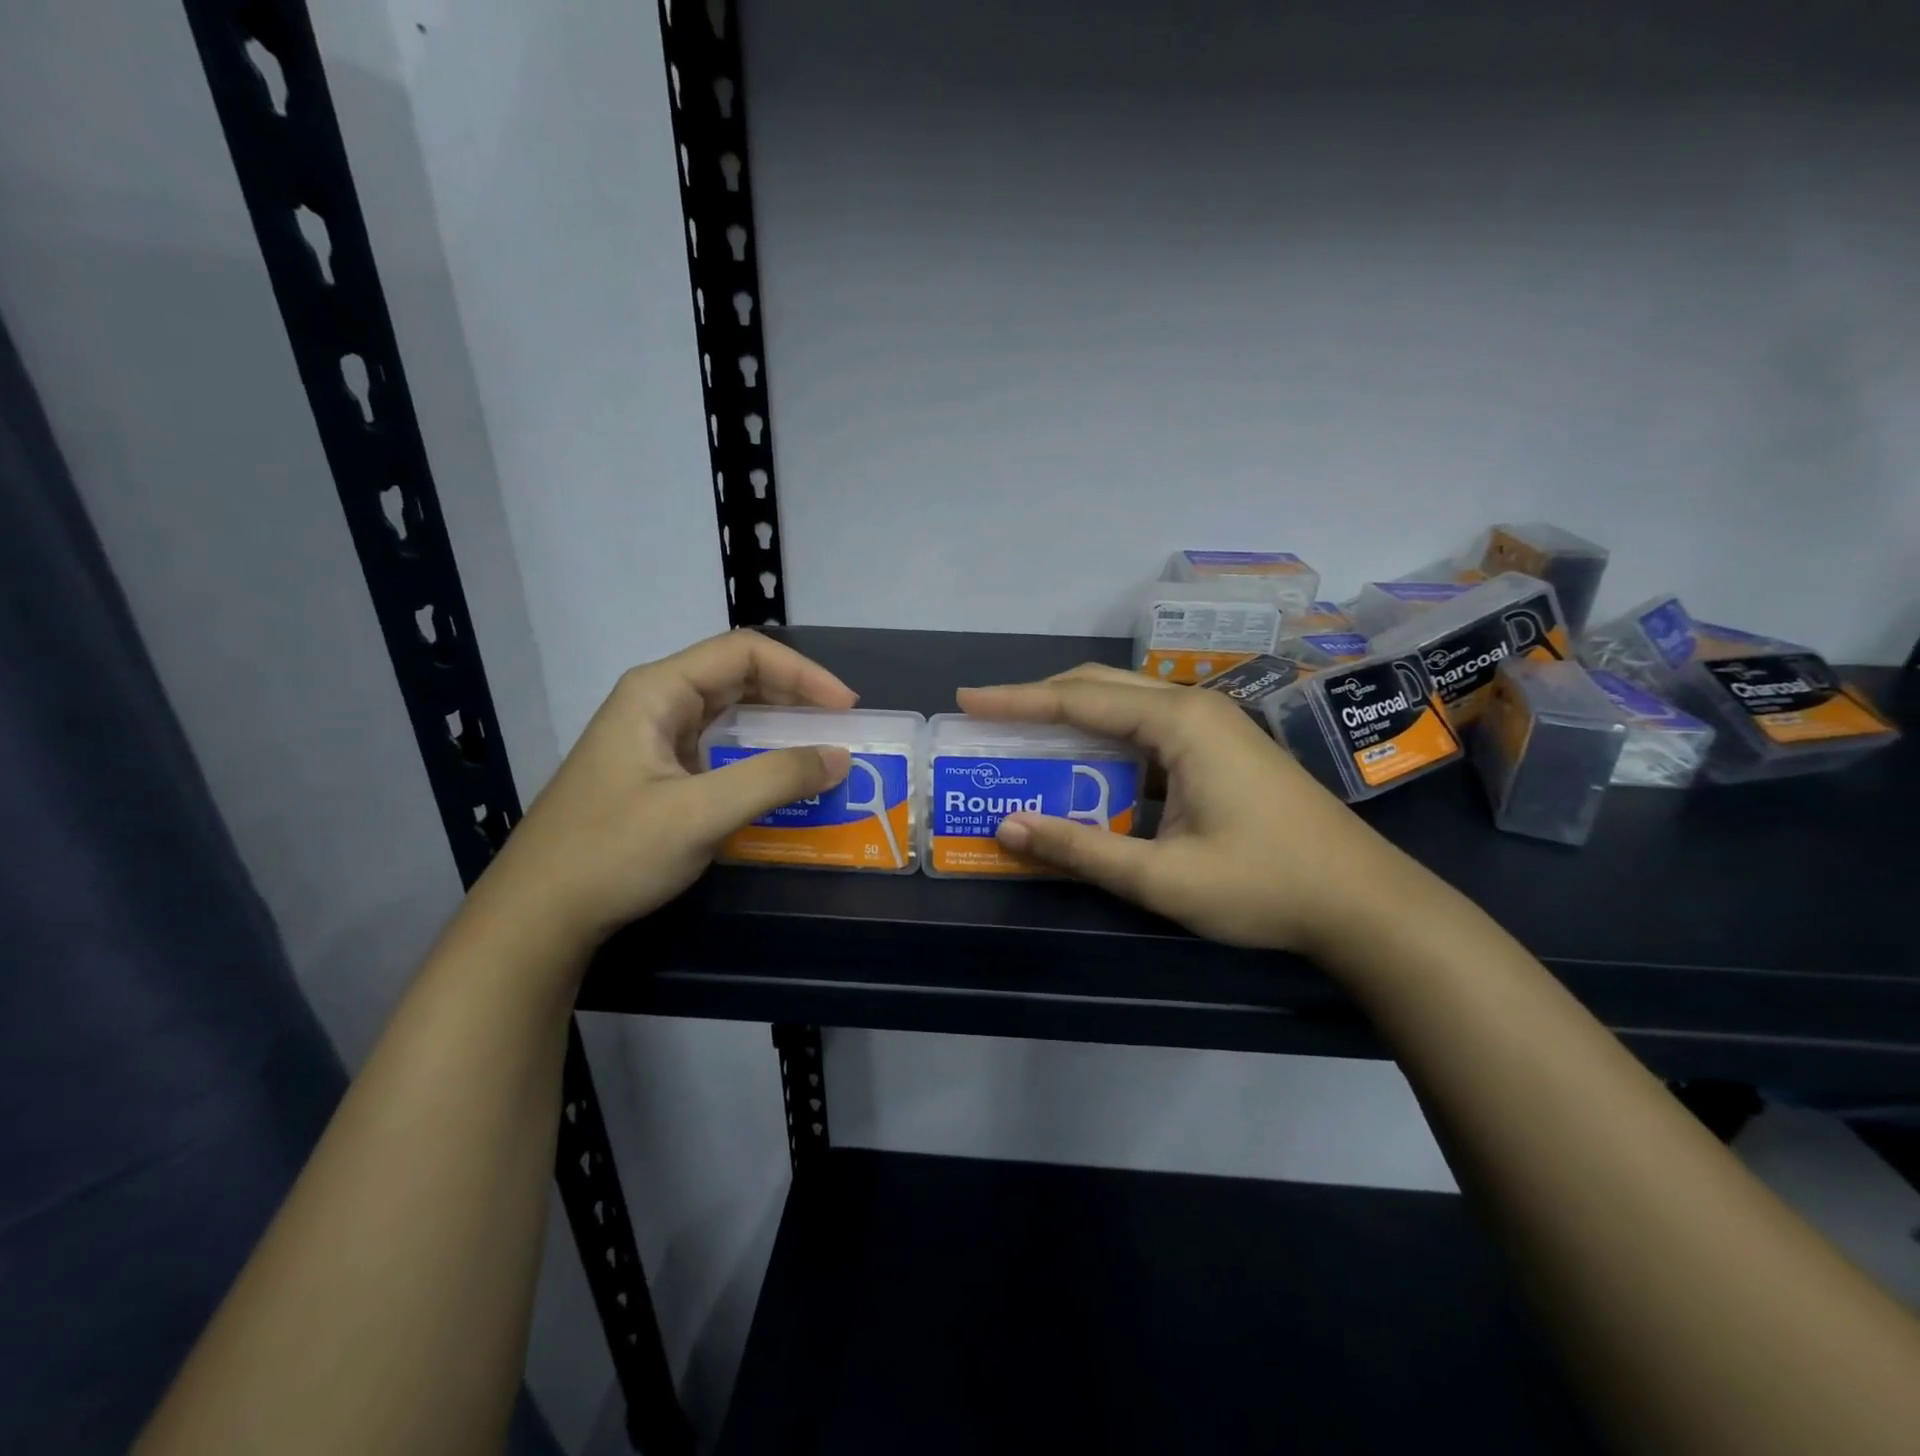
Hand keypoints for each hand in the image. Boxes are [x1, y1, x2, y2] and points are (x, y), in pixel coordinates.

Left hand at [473, 631, 855, 955]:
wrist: (539, 914)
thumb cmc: (612, 852)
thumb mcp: (699, 813)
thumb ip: (774, 779)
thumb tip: (839, 757)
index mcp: (658, 691)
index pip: (744, 653)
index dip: (803, 673)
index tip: (846, 708)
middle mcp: (658, 704)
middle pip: (740, 678)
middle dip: (796, 697)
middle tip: (842, 729)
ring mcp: (657, 740)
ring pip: (732, 715)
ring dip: (780, 729)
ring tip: (822, 752)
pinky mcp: (660, 775)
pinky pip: (721, 751)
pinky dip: (760, 760)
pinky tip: (783, 784)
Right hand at [955, 670, 1394, 952]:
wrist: (1365, 903)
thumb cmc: (1265, 886)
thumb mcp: (1162, 877)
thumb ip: (1080, 848)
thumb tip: (1007, 828)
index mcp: (1179, 723)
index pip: (1078, 698)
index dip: (1016, 701)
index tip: (967, 701)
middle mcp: (1193, 709)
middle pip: (1100, 688)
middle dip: (1039, 700)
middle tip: (987, 718)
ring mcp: (1212, 726)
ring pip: (1124, 708)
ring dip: (1072, 721)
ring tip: (1022, 741)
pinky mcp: (1220, 750)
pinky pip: (1147, 733)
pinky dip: (1104, 745)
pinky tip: (1082, 769)